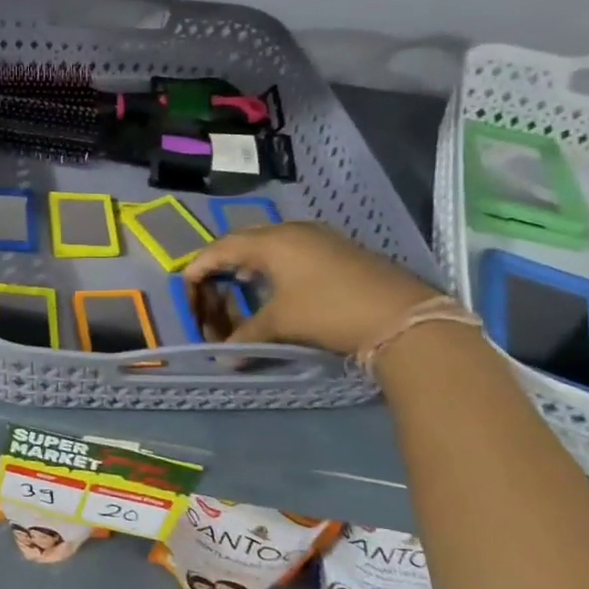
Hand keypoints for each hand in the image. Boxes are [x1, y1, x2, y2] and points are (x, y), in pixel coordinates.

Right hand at [182, 221, 438, 355]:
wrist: (403, 318)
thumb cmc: (330, 311)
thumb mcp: (282, 324)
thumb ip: (247, 336)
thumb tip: (224, 357)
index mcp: (272, 241)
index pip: (221, 247)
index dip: (199, 267)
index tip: (186, 287)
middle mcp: (292, 231)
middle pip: (244, 241)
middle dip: (222, 263)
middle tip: (210, 286)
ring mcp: (319, 238)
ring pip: (270, 245)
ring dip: (250, 265)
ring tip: (239, 287)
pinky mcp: (338, 251)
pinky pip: (292, 251)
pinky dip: (274, 267)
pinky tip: (276, 288)